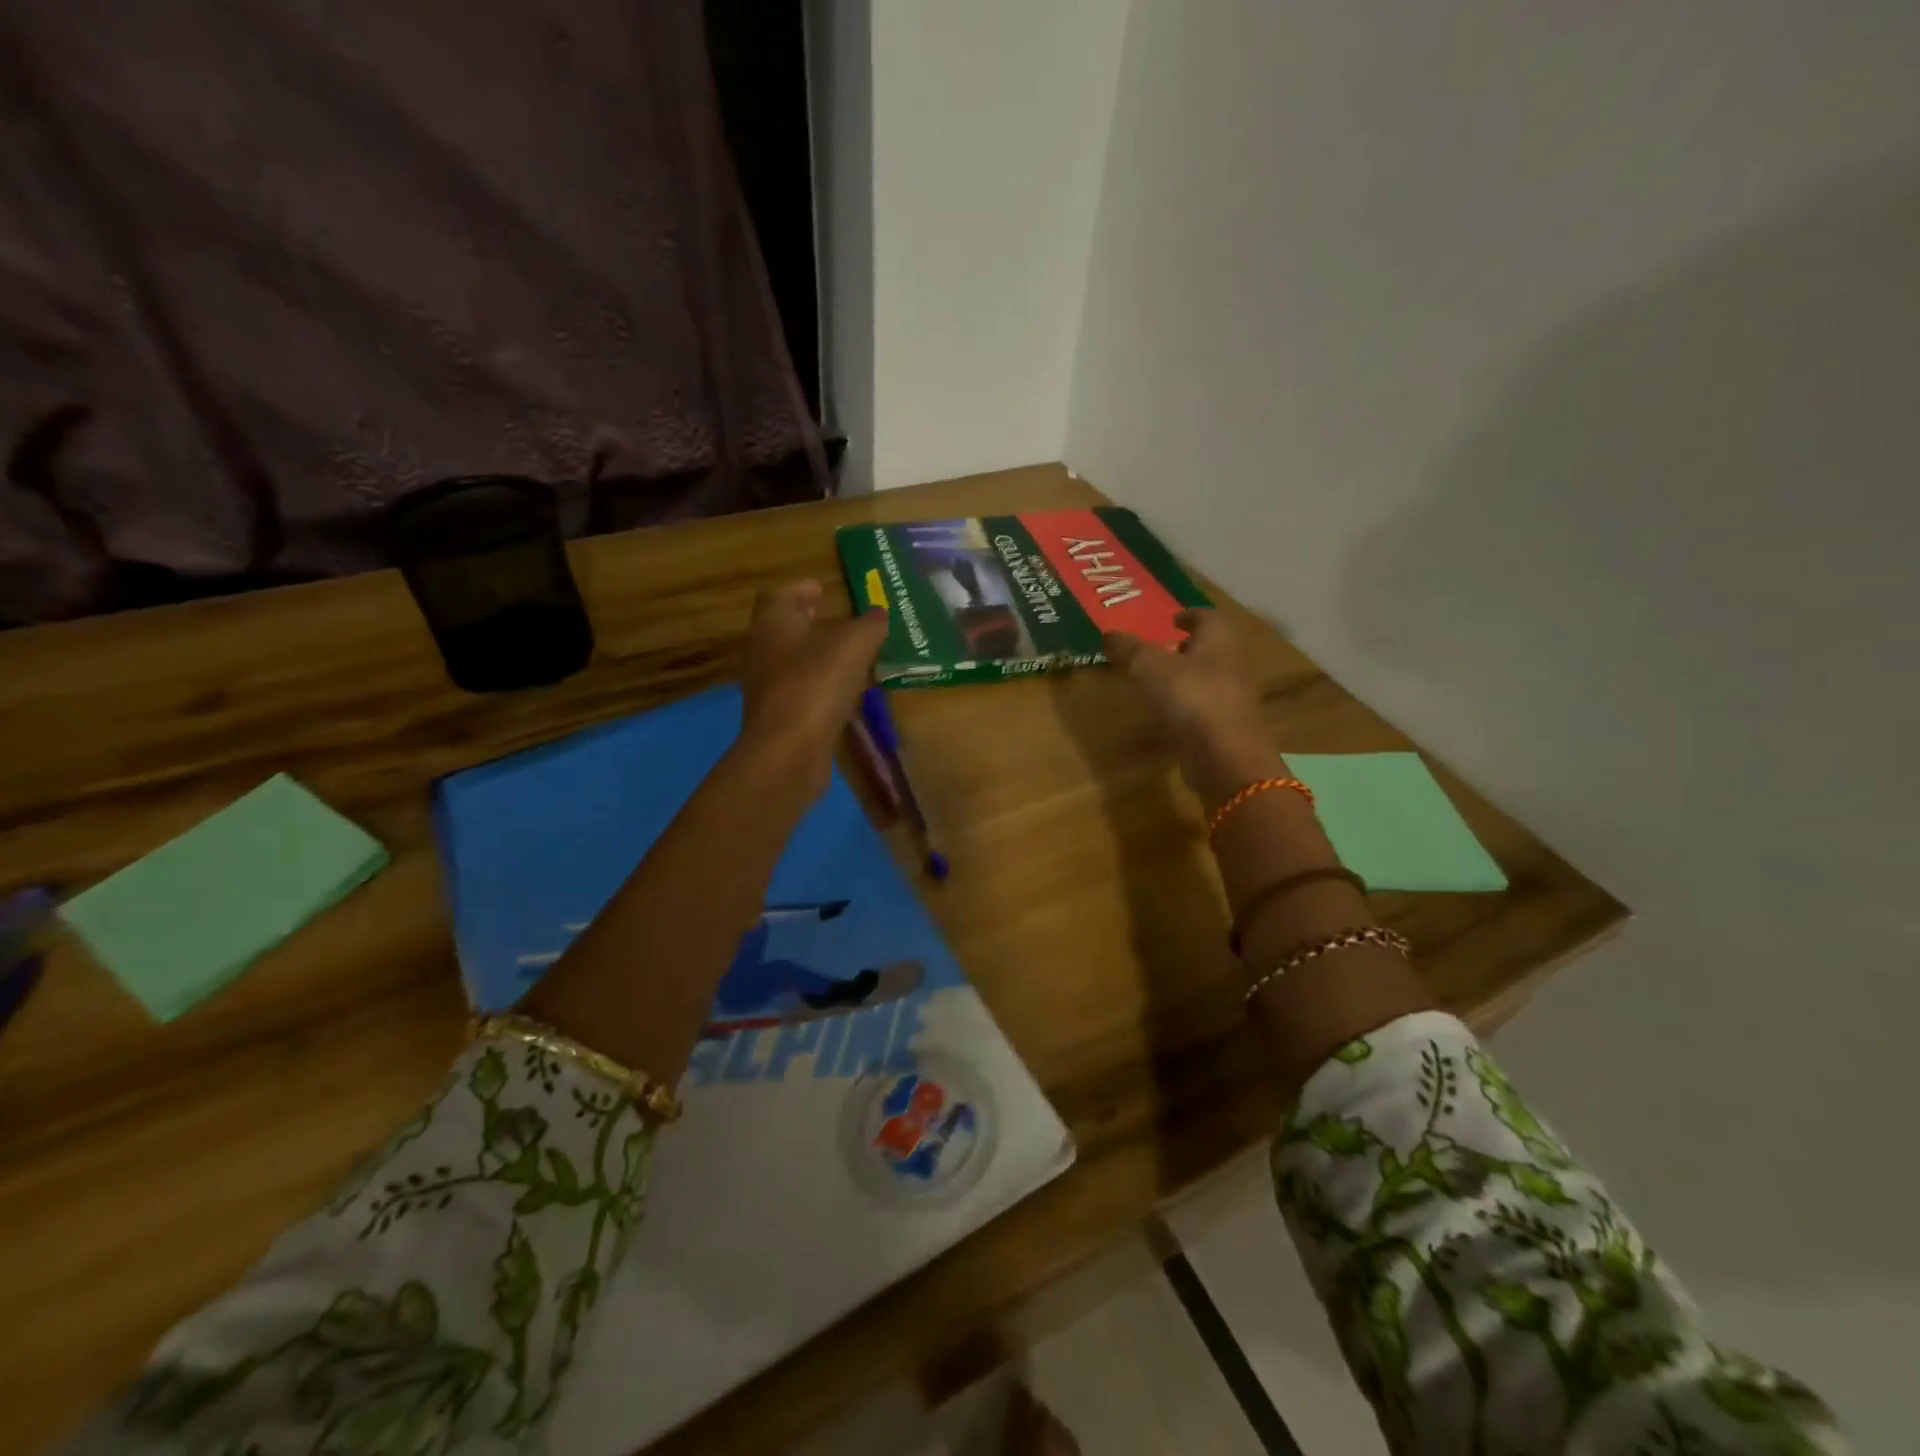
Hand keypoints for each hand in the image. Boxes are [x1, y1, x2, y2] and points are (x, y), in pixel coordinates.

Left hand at [740, 580, 888, 792]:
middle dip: (810, 623)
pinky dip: (821, 687)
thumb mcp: (854, 644)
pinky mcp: (779, 718)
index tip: (822, 589)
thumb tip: (879, 614)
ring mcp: (768, 687)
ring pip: (793, 662)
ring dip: (818, 657)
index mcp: (773, 622)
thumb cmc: (816, 683)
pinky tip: (845, 693)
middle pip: (784, 629)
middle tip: (840, 621)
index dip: (801, 589)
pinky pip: (802, 692)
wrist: (788, 750)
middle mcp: (763, 651)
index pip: (780, 595)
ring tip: (850, 657)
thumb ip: (870, 625)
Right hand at [1104, 609, 1284, 805]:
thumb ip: (1130, 650)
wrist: (1225, 756)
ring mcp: (1234, 697)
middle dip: (1191, 646)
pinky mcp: (1229, 726)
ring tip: (1162, 681)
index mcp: (1219, 640)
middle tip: (1166, 649)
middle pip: (1214, 647)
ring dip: (1191, 675)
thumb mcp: (1149, 667)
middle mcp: (1233, 663)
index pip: (1209, 617)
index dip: (1190, 615)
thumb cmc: (1190, 698)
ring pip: (1212, 676)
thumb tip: (1108, 633)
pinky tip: (1170, 713)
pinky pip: (1208, 706)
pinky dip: (1190, 704)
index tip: (1174, 619)